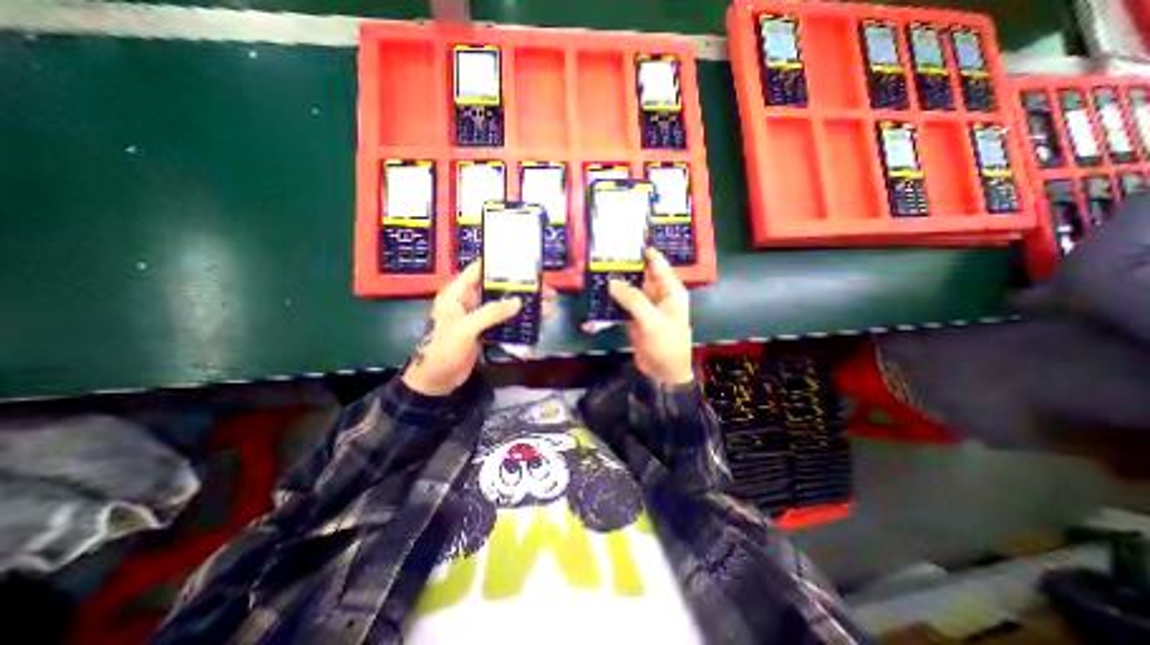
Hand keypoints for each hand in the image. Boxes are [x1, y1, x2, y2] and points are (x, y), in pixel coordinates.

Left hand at [400, 258, 559, 392]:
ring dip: (525, 307)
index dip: (500, 264)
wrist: (437, 380)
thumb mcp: (465, 328)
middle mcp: (469, 301)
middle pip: (499, 288)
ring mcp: (479, 317)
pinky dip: (519, 322)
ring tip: (548, 308)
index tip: (524, 265)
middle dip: (522, 289)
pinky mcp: (485, 331)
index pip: (479, 270)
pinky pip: (505, 322)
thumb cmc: (444, 349)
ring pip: (505, 306)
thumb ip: (491, 313)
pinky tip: (536, 323)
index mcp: (457, 293)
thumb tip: (518, 302)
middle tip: (546, 291)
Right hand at [586, 249, 689, 384]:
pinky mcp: (634, 318)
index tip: (623, 241)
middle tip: (601, 257)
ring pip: (628, 290)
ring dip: (614, 285)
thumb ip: (633, 299)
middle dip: (623, 268)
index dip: (643, 252)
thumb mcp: (652, 320)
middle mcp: (658, 295)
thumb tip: (612, 282)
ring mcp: (645, 307)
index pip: (657, 264)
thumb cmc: (666, 344)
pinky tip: (597, 298)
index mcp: (670, 290)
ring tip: (594, 274)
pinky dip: (611, 303)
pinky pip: (622, 306)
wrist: (663, 373)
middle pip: (640, 275)